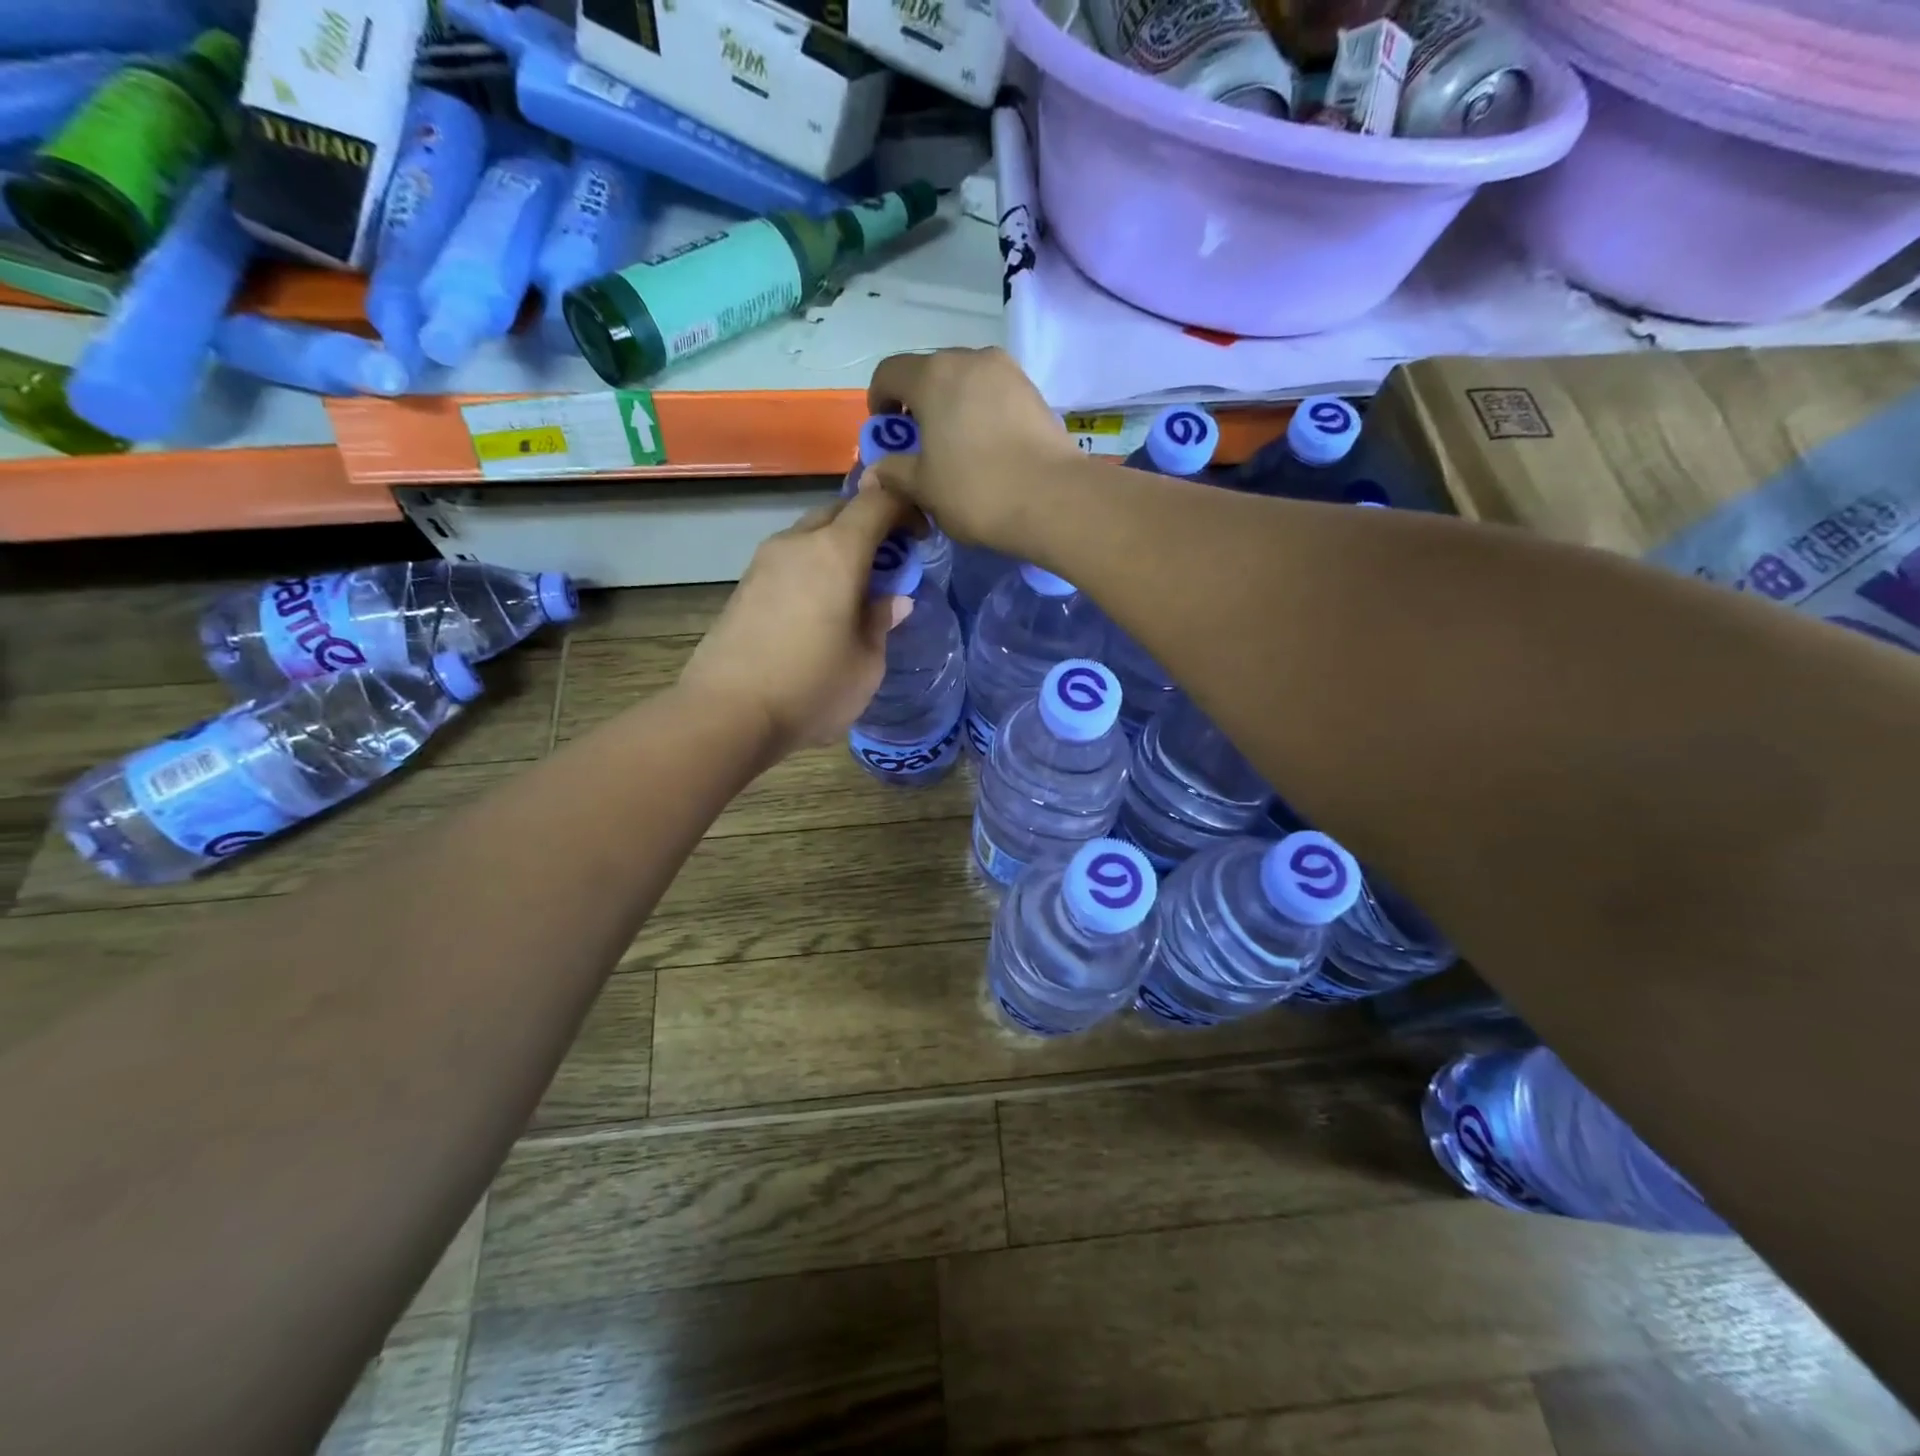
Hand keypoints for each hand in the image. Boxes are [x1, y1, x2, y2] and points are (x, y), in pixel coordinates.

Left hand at [679, 488, 915, 760]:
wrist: (728, 713)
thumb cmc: (812, 688)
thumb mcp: (866, 663)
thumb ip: (882, 622)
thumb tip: (894, 600)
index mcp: (836, 552)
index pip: (877, 502)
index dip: (904, 509)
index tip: (921, 537)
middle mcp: (798, 543)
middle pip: (840, 512)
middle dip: (870, 528)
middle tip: (888, 565)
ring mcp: (764, 562)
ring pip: (810, 535)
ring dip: (837, 549)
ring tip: (853, 590)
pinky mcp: (744, 585)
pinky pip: (789, 560)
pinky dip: (812, 568)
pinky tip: (818, 608)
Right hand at [864, 348, 1081, 547]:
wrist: (1053, 499)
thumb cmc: (976, 490)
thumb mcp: (924, 488)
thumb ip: (894, 473)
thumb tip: (875, 471)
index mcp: (933, 376)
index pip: (890, 373)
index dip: (879, 400)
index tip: (885, 431)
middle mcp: (970, 359)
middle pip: (930, 372)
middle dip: (918, 403)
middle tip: (920, 443)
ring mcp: (1007, 371)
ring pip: (965, 381)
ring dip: (952, 406)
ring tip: (956, 447)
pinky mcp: (1034, 391)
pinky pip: (994, 394)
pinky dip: (982, 412)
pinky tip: (987, 449)